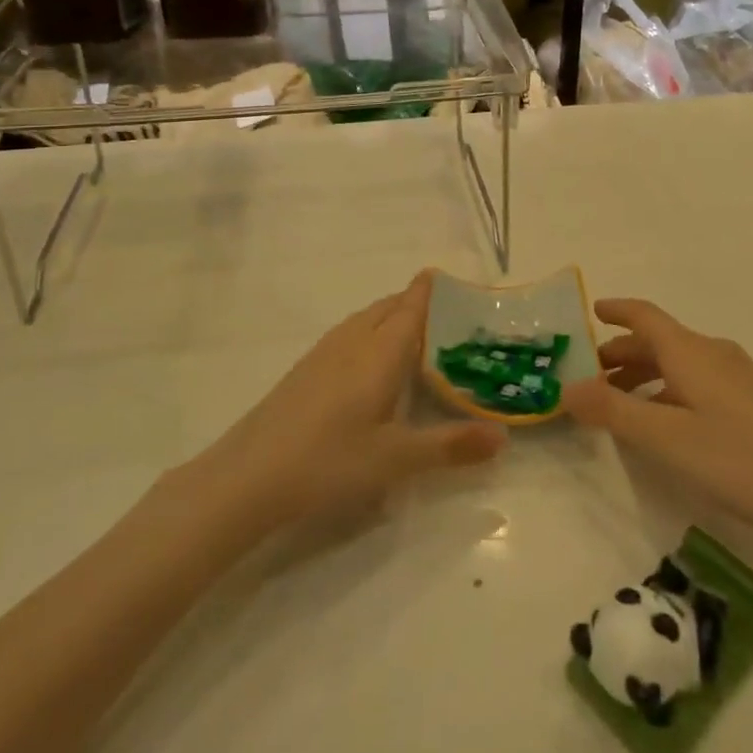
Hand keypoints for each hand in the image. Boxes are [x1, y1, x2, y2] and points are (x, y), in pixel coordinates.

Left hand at [201, 272, 505, 530]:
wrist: (248, 477)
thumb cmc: (329, 461)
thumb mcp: (396, 459)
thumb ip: (450, 445)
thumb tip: (503, 436)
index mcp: (379, 352)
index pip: (410, 308)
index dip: (428, 290)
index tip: (446, 275)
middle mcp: (352, 341)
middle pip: (387, 307)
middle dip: (414, 301)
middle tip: (444, 310)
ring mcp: (323, 353)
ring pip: (365, 319)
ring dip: (390, 315)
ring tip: (412, 331)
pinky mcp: (305, 370)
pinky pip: (348, 334)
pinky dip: (370, 332)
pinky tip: (369, 361)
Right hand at [560, 298, 752, 542]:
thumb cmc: (740, 458)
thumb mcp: (667, 438)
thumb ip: (614, 411)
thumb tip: (567, 388)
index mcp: (690, 351)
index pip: (644, 315)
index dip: (616, 310)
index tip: (589, 311)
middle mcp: (712, 354)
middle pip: (658, 341)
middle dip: (621, 353)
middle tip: (589, 376)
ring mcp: (735, 378)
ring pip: (677, 364)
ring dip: (643, 376)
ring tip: (617, 404)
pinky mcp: (750, 403)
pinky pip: (694, 382)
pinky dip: (666, 392)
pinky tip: (663, 425)